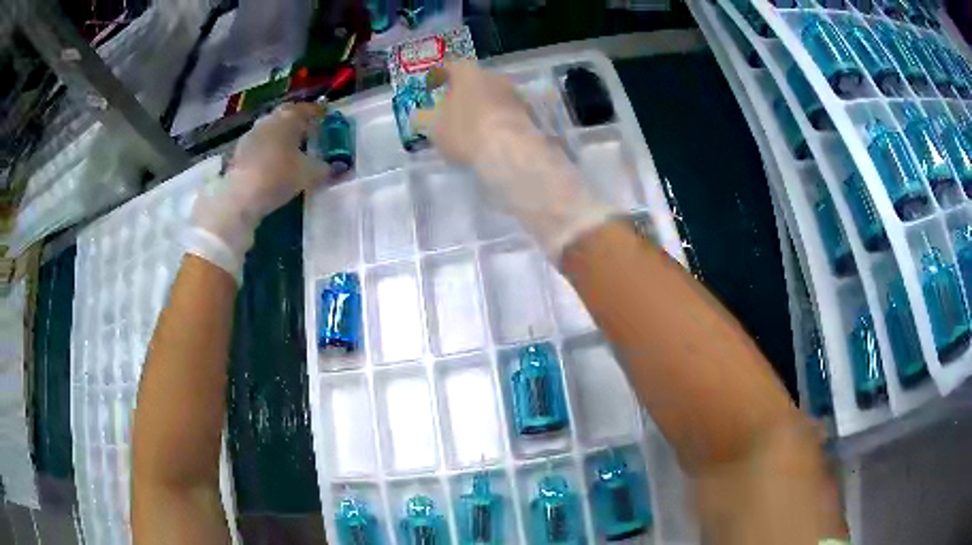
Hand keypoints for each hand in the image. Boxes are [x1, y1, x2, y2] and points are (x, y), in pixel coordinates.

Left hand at [185, 103, 328, 280]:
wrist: (239, 198)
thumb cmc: (278, 177)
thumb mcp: (308, 175)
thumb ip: (325, 168)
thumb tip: (338, 167)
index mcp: (288, 118)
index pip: (306, 109)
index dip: (317, 112)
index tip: (325, 117)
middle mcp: (268, 121)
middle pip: (285, 115)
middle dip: (297, 121)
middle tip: (308, 131)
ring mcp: (251, 135)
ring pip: (271, 129)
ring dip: (281, 135)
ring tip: (291, 148)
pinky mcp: (239, 153)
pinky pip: (259, 144)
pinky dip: (268, 148)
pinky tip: (273, 162)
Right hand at [420, 61, 535, 164]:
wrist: (509, 149)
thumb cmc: (464, 132)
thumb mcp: (435, 129)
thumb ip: (430, 119)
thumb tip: (425, 117)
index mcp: (466, 72)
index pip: (450, 66)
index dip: (441, 76)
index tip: (435, 83)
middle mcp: (492, 74)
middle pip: (475, 79)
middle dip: (465, 90)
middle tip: (455, 105)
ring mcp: (513, 91)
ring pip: (493, 94)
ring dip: (485, 104)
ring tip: (476, 122)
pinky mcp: (528, 110)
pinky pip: (507, 111)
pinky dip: (499, 117)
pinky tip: (494, 132)